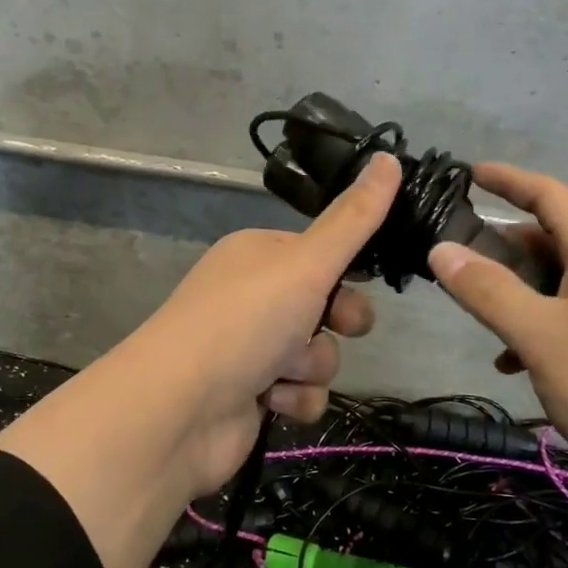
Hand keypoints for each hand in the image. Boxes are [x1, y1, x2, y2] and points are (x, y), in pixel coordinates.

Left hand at [131, 151, 403, 496]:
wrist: (178, 409)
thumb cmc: (243, 321)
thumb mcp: (305, 263)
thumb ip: (353, 219)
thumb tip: (389, 158)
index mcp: (259, 254)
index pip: (321, 253)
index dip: (347, 269)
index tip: (364, 279)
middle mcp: (254, 296)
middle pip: (326, 305)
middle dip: (337, 321)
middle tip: (338, 325)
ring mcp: (251, 347)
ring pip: (317, 353)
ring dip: (310, 366)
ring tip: (282, 370)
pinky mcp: (252, 395)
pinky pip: (301, 392)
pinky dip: (294, 398)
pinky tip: (270, 400)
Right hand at [428, 162, 567, 507]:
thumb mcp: (543, 338)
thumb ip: (489, 291)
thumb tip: (441, 249)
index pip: (549, 195)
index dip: (507, 180)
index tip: (467, 172)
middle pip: (547, 242)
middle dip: (499, 249)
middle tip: (452, 267)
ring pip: (555, 286)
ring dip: (515, 296)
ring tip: (477, 320)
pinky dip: (537, 332)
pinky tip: (513, 365)